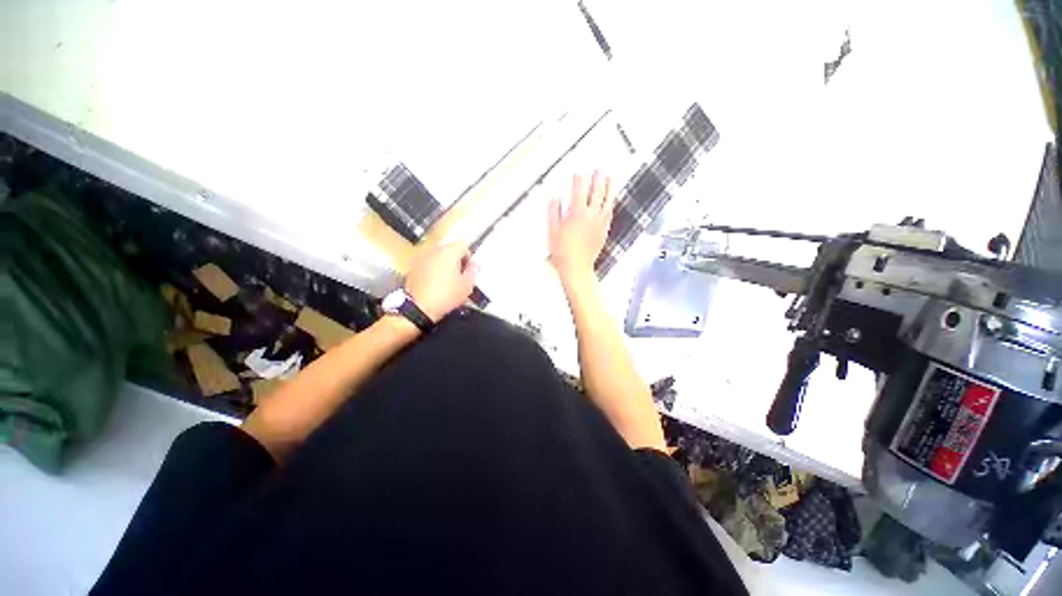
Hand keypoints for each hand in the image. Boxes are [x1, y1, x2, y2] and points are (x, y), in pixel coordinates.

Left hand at [405, 242, 476, 321]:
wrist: (418, 308)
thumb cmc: (446, 296)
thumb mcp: (467, 286)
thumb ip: (473, 271)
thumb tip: (474, 264)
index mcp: (449, 252)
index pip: (463, 244)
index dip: (469, 255)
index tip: (471, 268)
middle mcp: (434, 251)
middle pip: (450, 249)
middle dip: (457, 259)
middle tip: (462, 275)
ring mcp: (422, 259)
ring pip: (438, 257)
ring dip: (445, 265)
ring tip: (450, 281)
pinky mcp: (413, 269)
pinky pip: (429, 265)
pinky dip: (434, 271)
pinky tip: (437, 285)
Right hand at [548, 171, 614, 280]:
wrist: (576, 267)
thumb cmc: (563, 252)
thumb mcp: (552, 230)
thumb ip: (553, 212)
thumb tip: (555, 199)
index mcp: (576, 212)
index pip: (579, 189)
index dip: (579, 178)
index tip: (578, 173)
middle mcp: (590, 215)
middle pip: (596, 191)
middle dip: (597, 178)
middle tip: (599, 169)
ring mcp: (599, 223)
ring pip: (607, 201)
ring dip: (609, 187)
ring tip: (611, 178)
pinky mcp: (603, 231)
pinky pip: (609, 213)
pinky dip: (610, 204)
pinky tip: (610, 201)